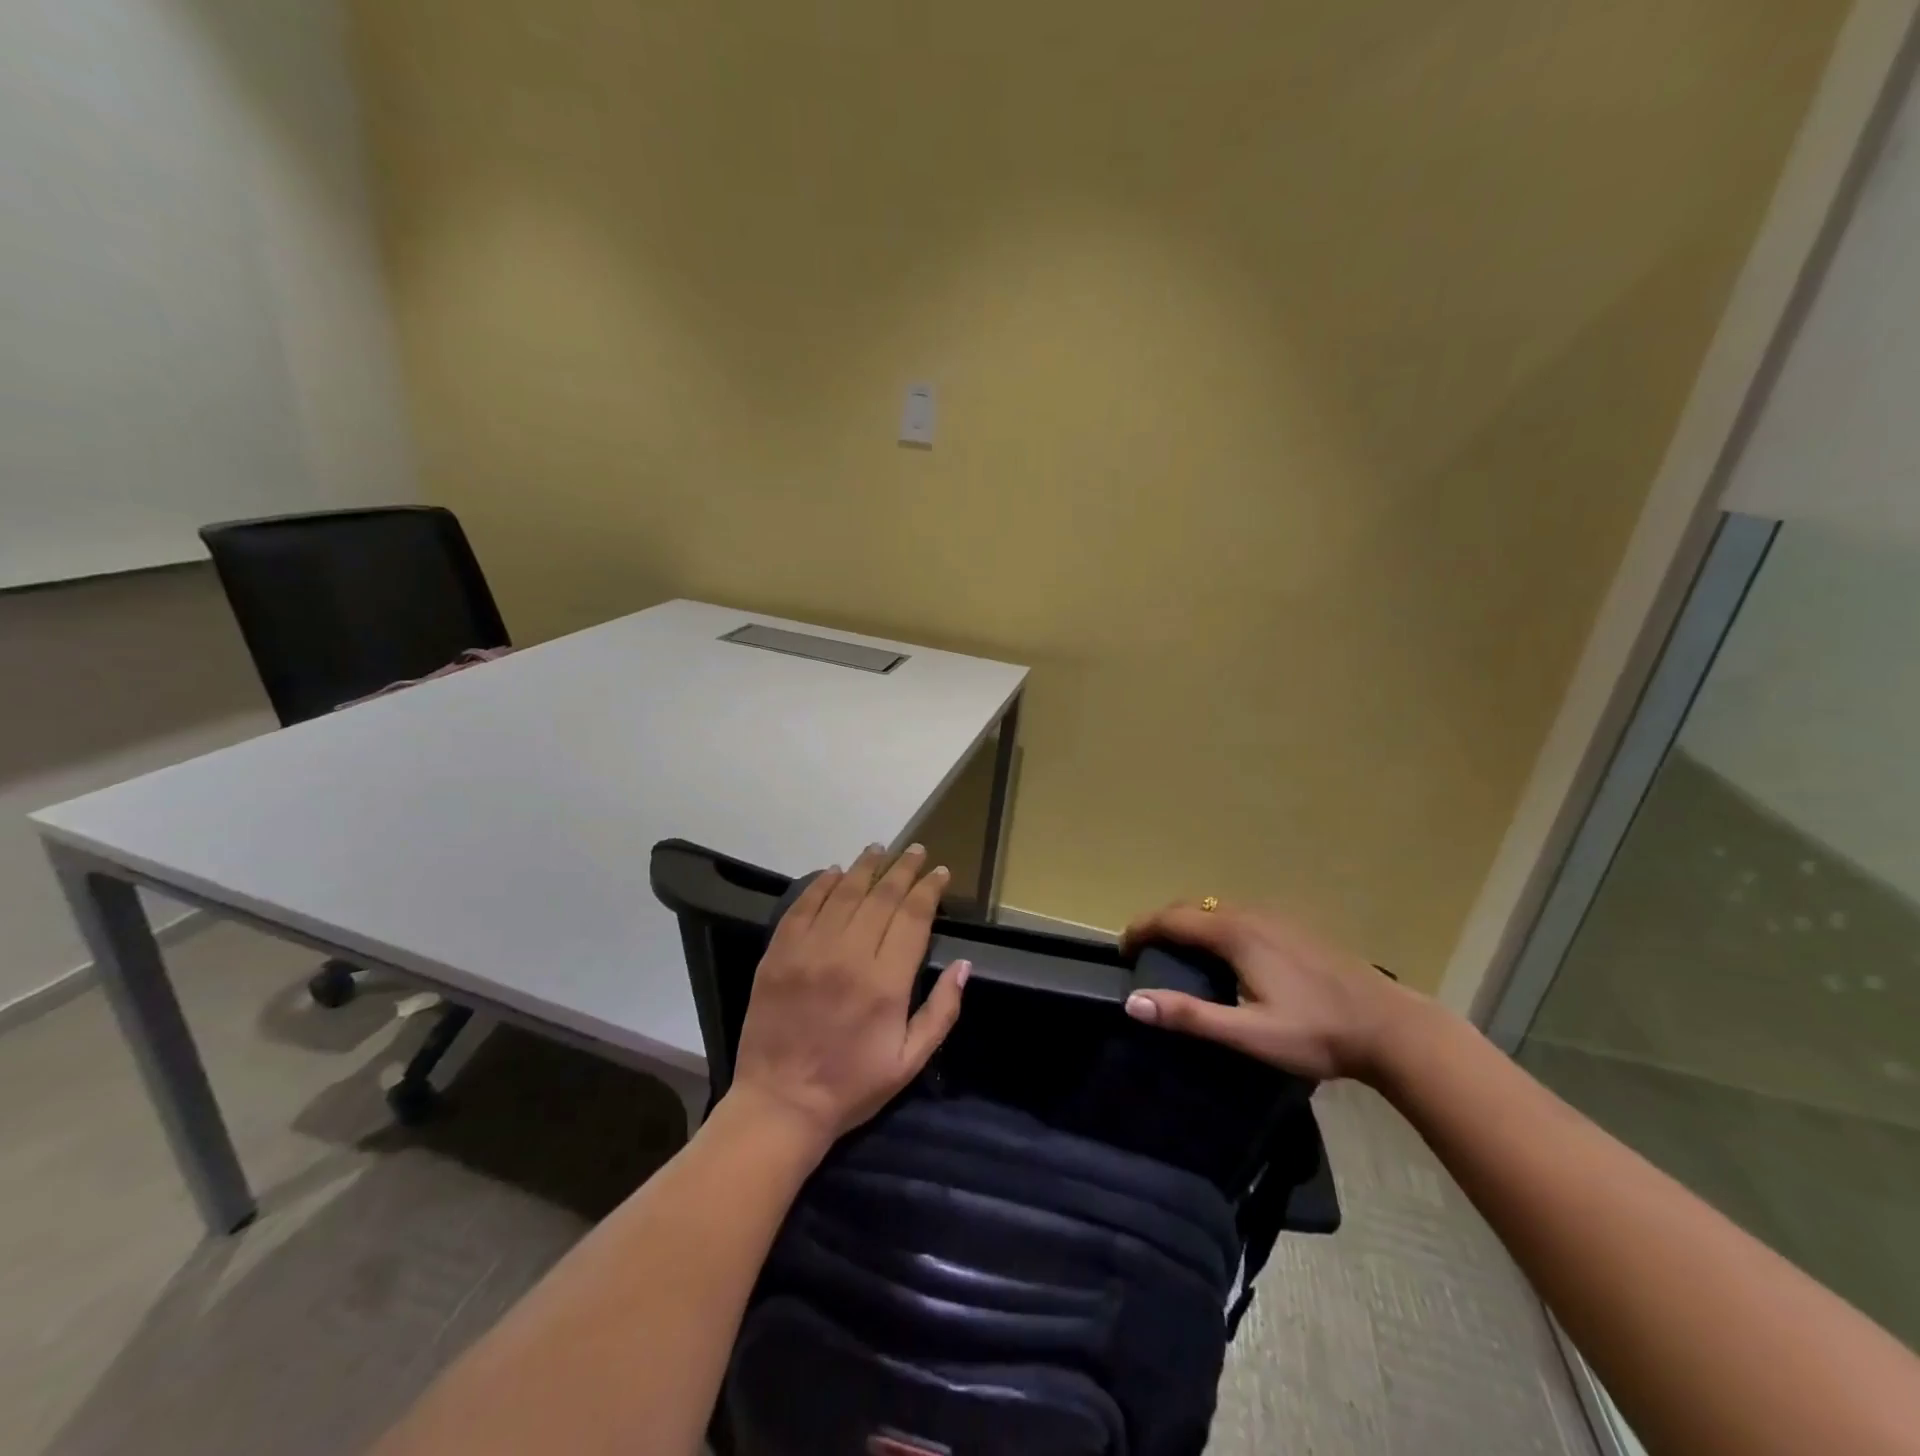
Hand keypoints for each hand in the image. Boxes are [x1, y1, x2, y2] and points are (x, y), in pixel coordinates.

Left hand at [727, 843, 967, 1152]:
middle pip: (881, 897)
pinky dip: (820, 884)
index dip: (929, 890)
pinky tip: (833, 872)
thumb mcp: (909, 1061)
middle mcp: (848, 956)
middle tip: (917, 850)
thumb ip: (941, 1012)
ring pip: (843, 893)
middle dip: (903, 869)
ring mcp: (809, 951)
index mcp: (885, 982)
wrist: (780, 1104)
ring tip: (880, 849)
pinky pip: (802, 906)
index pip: (913, 917)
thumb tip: (963, 965)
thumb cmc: (851, 1086)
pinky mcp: (778, 954)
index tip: (940, 873)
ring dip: (865, 868)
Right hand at [1120, 899, 1422, 1081]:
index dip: (1142, 929)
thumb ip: (1190, 1016)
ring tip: (1178, 952)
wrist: (1391, 1028)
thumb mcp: (1249, 1034)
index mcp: (1236, 934)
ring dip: (1191, 923)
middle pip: (1194, 907)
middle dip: (1163, 922)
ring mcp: (1278, 918)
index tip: (1122, 947)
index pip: (1173, 918)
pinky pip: (1240, 915)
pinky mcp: (1296, 928)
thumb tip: (1134, 1002)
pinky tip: (1227, 954)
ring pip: (1219, 910)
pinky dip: (1216, 926)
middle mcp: (1253, 915)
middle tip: (1144, 950)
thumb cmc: (1317, 1033)